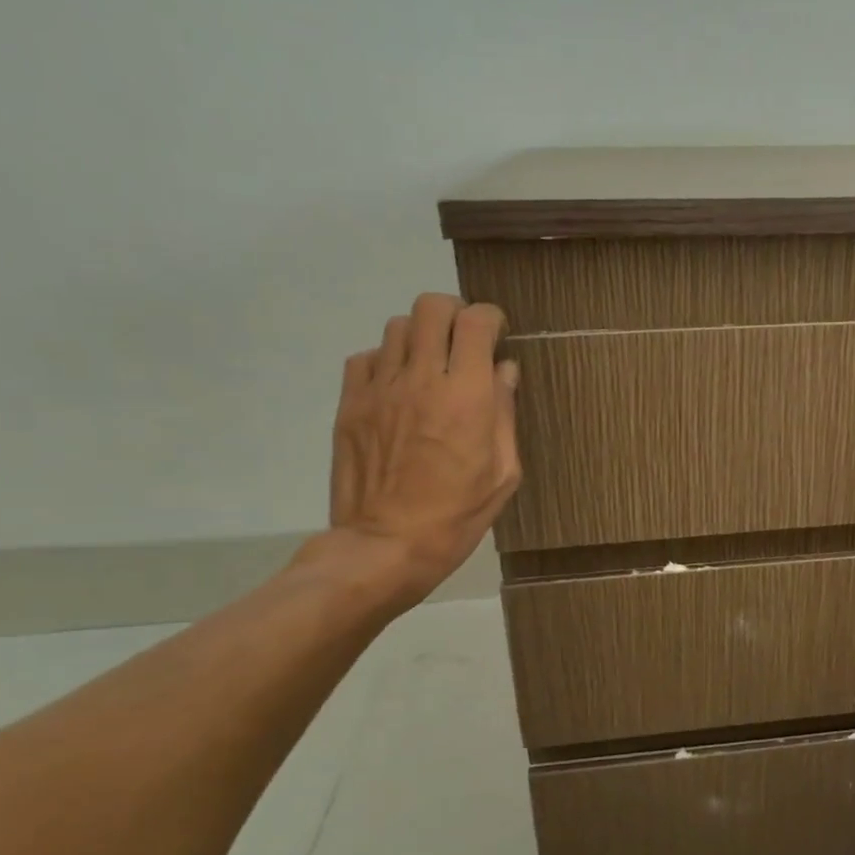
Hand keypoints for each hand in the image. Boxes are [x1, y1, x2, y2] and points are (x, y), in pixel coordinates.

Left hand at [299, 294, 521, 614]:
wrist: (385, 546)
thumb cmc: (457, 515)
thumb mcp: (503, 473)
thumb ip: (505, 414)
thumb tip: (505, 370)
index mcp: (467, 396)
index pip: (476, 322)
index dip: (491, 318)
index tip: (497, 334)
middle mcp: (422, 379)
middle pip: (432, 307)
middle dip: (455, 313)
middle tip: (463, 340)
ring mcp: (380, 388)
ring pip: (398, 326)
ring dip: (421, 336)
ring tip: (430, 363)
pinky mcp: (350, 403)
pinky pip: (366, 357)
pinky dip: (387, 360)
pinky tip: (398, 386)